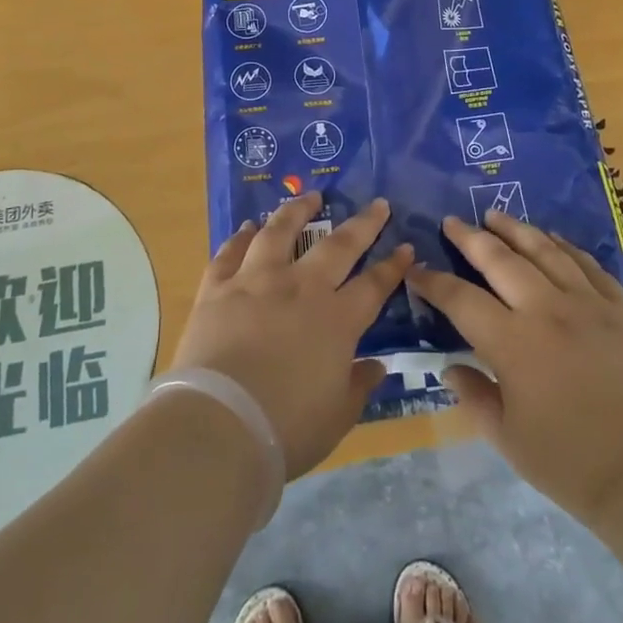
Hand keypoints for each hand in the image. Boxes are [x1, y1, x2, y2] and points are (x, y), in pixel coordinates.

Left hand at [171, 193, 410, 477]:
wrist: (218, 423)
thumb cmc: (286, 428)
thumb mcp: (337, 416)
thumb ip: (358, 386)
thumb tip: (376, 366)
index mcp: (336, 320)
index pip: (373, 285)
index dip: (392, 266)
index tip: (405, 247)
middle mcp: (300, 288)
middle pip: (337, 246)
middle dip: (362, 223)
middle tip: (376, 204)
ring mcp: (256, 281)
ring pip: (280, 232)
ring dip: (297, 210)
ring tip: (309, 195)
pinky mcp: (217, 287)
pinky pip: (230, 252)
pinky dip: (239, 237)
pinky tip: (246, 228)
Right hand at [407, 212, 622, 527]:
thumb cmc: (572, 464)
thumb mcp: (508, 439)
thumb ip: (475, 397)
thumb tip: (451, 368)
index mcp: (513, 343)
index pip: (461, 300)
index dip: (434, 283)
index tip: (416, 270)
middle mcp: (547, 310)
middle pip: (501, 260)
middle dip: (471, 238)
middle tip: (452, 221)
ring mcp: (588, 305)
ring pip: (546, 252)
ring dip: (517, 230)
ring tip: (497, 215)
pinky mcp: (622, 311)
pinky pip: (589, 267)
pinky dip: (567, 248)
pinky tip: (555, 239)